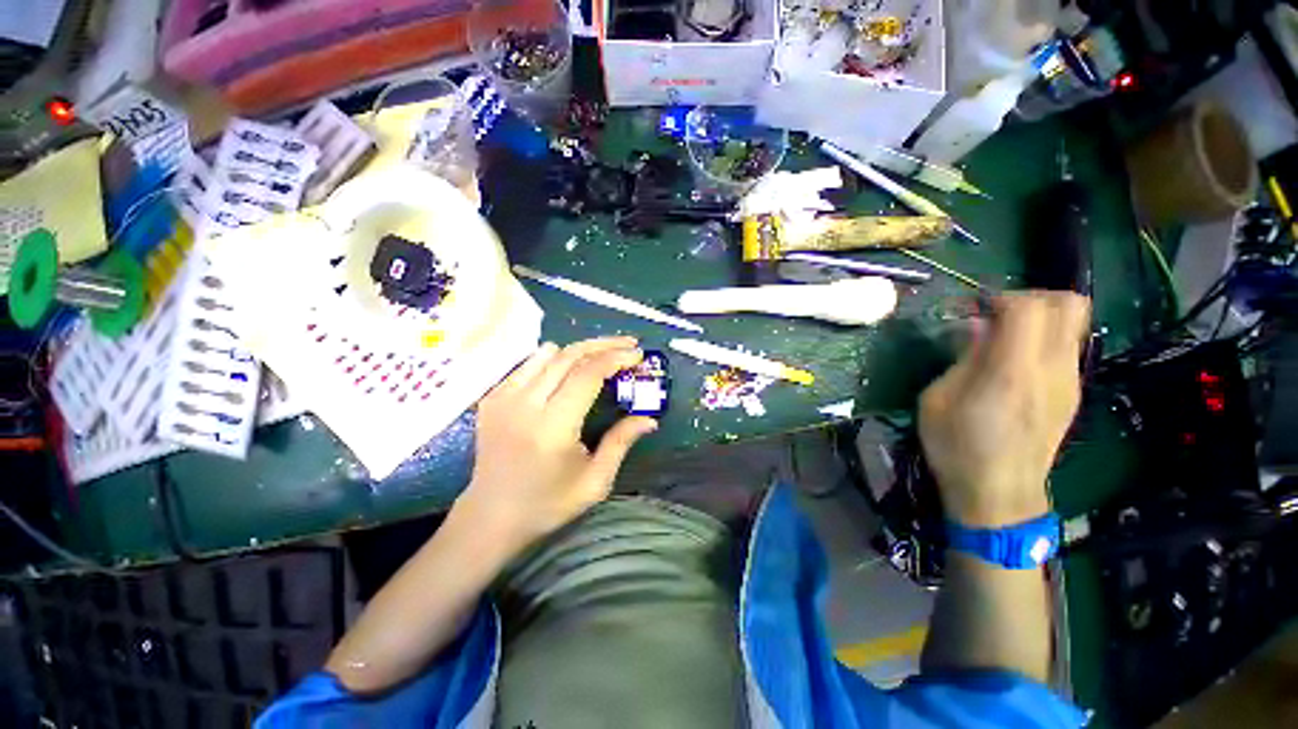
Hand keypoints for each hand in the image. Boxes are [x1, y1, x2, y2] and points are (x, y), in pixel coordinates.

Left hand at [456, 337, 657, 550]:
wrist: (490, 517)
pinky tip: (568, 364)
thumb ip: (621, 442)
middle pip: (569, 356)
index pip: (587, 375)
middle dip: (603, 345)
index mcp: (552, 427)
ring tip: (604, 350)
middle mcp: (524, 405)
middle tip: (628, 344)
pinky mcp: (492, 398)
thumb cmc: (547, 505)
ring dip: (580, 349)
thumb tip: (650, 419)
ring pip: (547, 355)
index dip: (615, 359)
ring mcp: (503, 398)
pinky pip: (527, 366)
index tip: (637, 354)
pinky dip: (552, 359)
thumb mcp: (595, 481)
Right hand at [918, 292, 1089, 526]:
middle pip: (1068, 305)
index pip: (1029, 308)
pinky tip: (1013, 364)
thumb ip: (963, 358)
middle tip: (996, 315)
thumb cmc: (956, 447)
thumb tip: (977, 328)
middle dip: (1031, 298)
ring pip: (1073, 324)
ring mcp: (1069, 382)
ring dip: (1037, 320)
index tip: (973, 309)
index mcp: (1012, 371)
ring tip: (1000, 340)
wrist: (999, 495)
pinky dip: (1042, 341)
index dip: (1001, 297)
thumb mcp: (937, 400)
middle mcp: (1052, 369)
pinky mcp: (1071, 394)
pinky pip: (1065, 348)